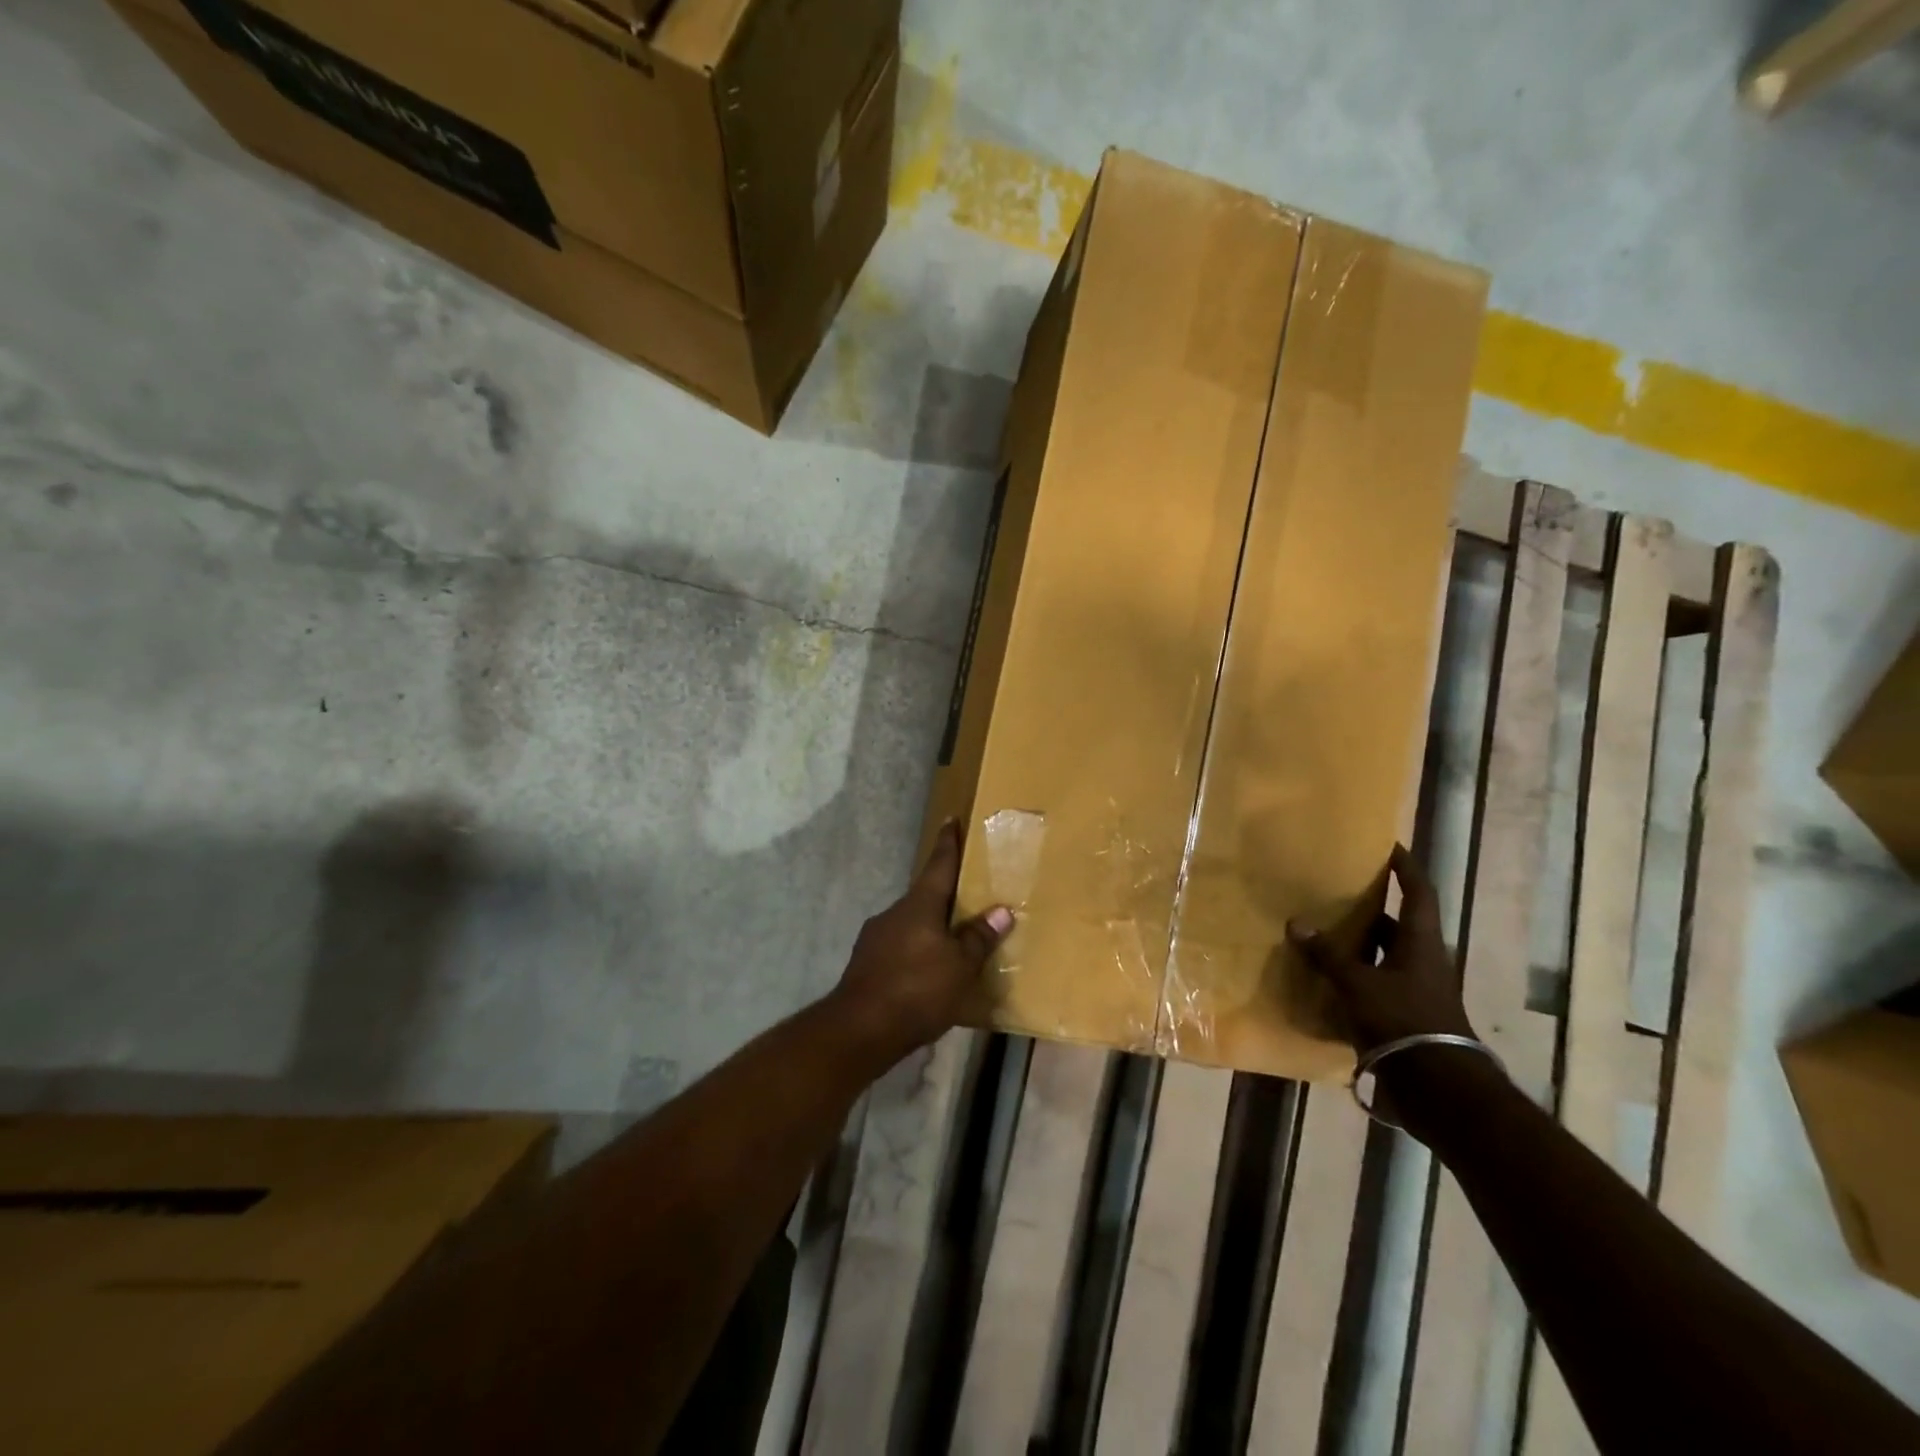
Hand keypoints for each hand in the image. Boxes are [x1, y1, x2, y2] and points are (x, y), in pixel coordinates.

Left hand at [833, 821, 1012, 1058]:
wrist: (859, 1029)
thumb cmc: (917, 989)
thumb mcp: (960, 966)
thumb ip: (978, 938)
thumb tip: (1001, 911)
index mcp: (919, 905)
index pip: (938, 865)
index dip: (948, 843)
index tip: (950, 819)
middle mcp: (894, 913)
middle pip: (924, 896)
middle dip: (944, 896)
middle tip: (966, 897)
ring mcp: (875, 938)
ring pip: (910, 924)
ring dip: (929, 929)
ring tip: (951, 944)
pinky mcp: (866, 964)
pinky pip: (899, 949)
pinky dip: (915, 954)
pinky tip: (926, 974)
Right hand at [1287, 844, 1473, 1053]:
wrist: (1434, 1083)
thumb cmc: (1401, 1018)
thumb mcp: (1357, 982)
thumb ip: (1326, 954)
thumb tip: (1296, 924)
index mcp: (1420, 942)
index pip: (1418, 893)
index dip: (1406, 868)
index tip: (1389, 846)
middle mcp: (1422, 960)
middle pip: (1397, 924)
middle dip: (1370, 908)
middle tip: (1339, 890)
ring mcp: (1415, 988)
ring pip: (1384, 954)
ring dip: (1359, 944)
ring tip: (1324, 930)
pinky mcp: (1404, 1013)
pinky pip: (1376, 982)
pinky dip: (1354, 975)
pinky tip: (1326, 975)